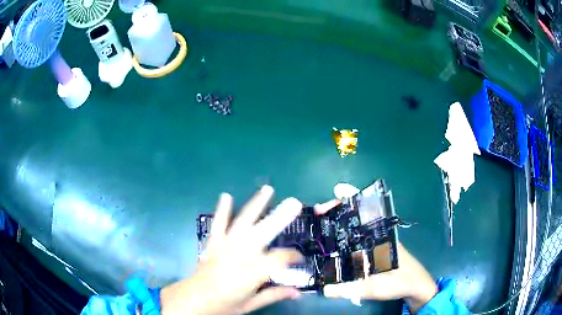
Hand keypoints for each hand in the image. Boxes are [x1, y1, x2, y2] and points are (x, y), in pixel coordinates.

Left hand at [160, 186, 304, 314]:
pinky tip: (226, 196)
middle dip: (280, 218)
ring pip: (242, 223)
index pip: (279, 259)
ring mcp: (224, 247)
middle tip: (294, 204)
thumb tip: (296, 292)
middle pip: (263, 233)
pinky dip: (222, 210)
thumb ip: (274, 295)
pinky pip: (218, 225)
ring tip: (267, 190)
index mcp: (251, 273)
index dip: (293, 257)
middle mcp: (239, 256)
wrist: (194, 300)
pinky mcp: (213, 244)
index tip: (300, 259)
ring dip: (255, 205)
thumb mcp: (250, 304)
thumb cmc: (224, 305)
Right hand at [314, 200, 437, 312]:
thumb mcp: (379, 287)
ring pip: (356, 228)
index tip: (337, 191)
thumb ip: (354, 289)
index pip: (367, 211)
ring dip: (340, 224)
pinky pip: (357, 241)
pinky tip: (332, 244)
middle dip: (339, 211)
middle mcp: (379, 236)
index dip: (353, 199)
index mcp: (382, 237)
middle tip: (318, 213)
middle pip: (357, 217)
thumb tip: (325, 290)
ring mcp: (376, 244)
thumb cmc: (402, 282)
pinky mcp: (375, 252)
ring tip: (320, 225)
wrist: (416, 287)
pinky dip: (344, 237)